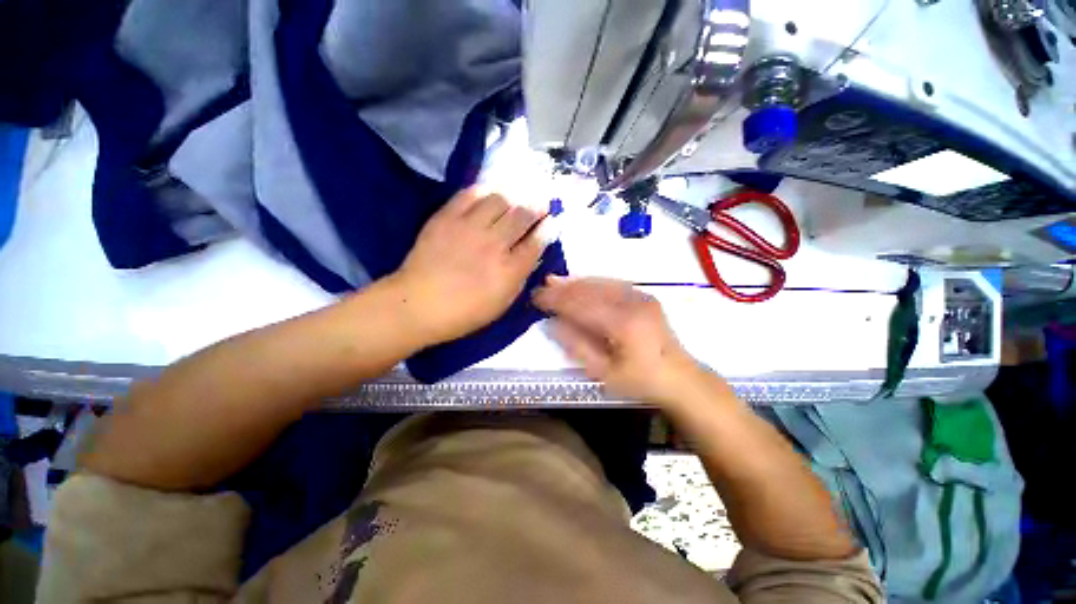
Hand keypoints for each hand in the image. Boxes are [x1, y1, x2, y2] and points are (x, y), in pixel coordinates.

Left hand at [392, 187, 548, 345]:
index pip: (537, 242)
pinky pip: (470, 194)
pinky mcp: (447, 217)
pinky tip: (489, 193)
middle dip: (537, 206)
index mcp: (509, 270)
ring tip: (516, 198)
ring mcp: (469, 228)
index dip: (548, 228)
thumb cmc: (464, 312)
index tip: (552, 221)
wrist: (418, 304)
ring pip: (500, 199)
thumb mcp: (502, 303)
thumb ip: (520, 277)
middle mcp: (494, 244)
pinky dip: (484, 191)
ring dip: (513, 197)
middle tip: (542, 202)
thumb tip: (532, 254)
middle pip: (522, 215)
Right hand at [533, 277, 704, 404]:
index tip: (536, 298)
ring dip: (575, 282)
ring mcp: (641, 296)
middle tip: (542, 288)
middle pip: (589, 289)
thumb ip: (577, 346)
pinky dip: (593, 282)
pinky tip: (580, 283)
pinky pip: (612, 283)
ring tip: (555, 281)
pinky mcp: (645, 295)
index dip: (556, 300)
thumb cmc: (640, 380)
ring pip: (600, 282)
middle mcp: (632, 302)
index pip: (580, 305)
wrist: (679, 377)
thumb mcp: (603, 373)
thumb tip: (553, 324)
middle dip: (563, 288)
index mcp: (623, 323)